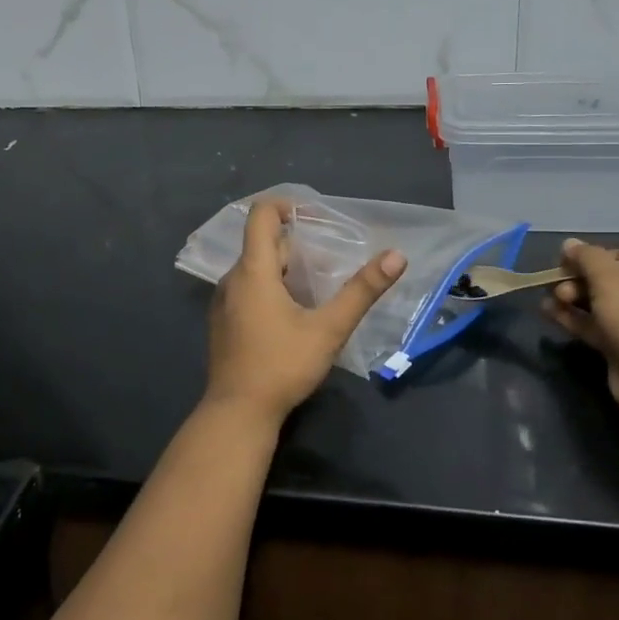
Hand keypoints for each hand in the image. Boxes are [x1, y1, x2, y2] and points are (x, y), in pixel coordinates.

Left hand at [204, 200, 406, 425]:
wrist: (237, 413)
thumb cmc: (282, 366)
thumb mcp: (329, 328)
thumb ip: (362, 291)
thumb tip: (396, 256)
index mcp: (253, 271)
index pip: (260, 215)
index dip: (286, 206)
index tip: (315, 217)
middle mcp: (232, 279)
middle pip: (264, 245)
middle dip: (299, 248)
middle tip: (332, 266)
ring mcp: (223, 302)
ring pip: (257, 270)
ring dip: (286, 271)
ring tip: (319, 292)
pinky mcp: (223, 323)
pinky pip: (248, 291)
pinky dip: (271, 290)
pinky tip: (294, 317)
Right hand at [540, 239, 618, 416]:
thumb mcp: (611, 279)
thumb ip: (587, 258)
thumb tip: (569, 243)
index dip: (594, 258)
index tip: (566, 261)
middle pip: (614, 282)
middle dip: (580, 282)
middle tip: (557, 284)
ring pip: (604, 307)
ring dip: (574, 300)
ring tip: (548, 297)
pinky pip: (600, 329)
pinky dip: (576, 320)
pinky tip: (549, 312)